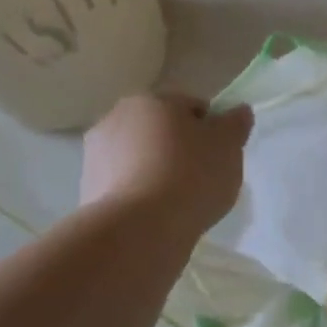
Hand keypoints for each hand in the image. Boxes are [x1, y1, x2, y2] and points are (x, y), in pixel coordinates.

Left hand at [80, 93, 252, 236]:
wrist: (140, 226)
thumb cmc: (192, 176)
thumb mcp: (229, 146)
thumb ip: (235, 124)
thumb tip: (239, 110)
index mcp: (154, 100)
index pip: (192, 106)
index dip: (211, 130)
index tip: (221, 156)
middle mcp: (118, 116)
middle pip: (161, 129)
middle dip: (180, 147)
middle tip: (202, 178)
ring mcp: (96, 151)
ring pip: (140, 155)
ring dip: (157, 169)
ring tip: (179, 200)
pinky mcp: (87, 185)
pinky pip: (125, 182)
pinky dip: (140, 192)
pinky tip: (157, 213)